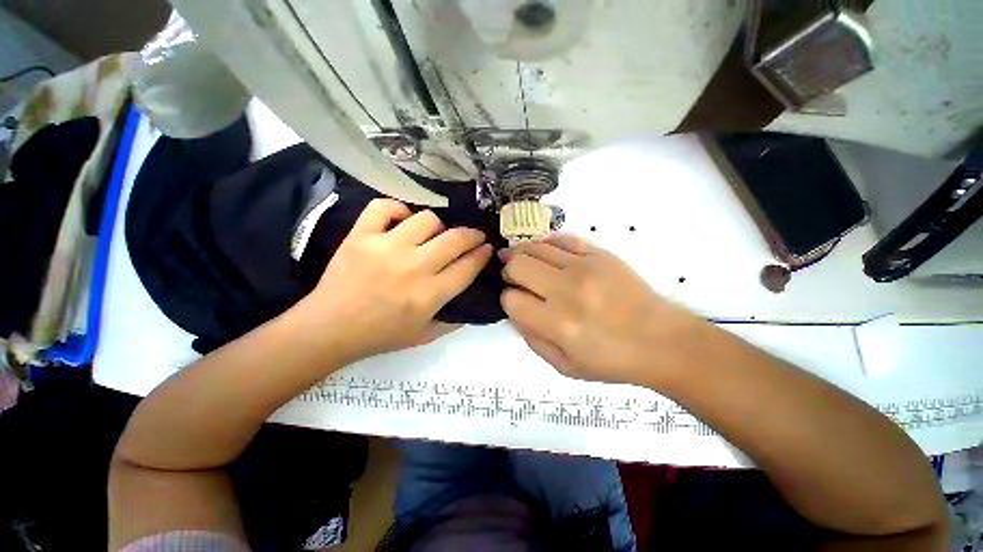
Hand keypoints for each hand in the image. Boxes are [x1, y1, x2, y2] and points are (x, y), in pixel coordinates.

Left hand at [304, 199, 491, 360]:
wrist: (329, 329)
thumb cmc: (379, 335)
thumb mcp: (424, 336)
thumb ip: (452, 322)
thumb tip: (470, 305)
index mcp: (429, 295)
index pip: (468, 267)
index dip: (482, 255)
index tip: (486, 248)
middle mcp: (413, 267)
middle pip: (455, 239)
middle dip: (472, 235)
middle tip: (474, 236)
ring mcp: (386, 247)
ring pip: (427, 219)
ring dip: (437, 226)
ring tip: (434, 234)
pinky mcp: (361, 236)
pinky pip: (384, 207)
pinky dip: (397, 209)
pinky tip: (401, 219)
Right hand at [500, 234, 707, 385]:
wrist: (662, 340)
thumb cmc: (612, 361)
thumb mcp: (565, 366)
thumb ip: (532, 339)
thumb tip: (514, 312)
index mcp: (558, 324)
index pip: (512, 300)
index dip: (508, 300)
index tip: (516, 302)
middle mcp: (567, 291)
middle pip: (517, 266)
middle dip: (509, 272)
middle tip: (514, 278)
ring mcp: (584, 267)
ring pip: (535, 247)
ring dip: (522, 254)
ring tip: (521, 260)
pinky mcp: (599, 254)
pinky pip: (561, 239)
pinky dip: (546, 244)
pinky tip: (546, 253)